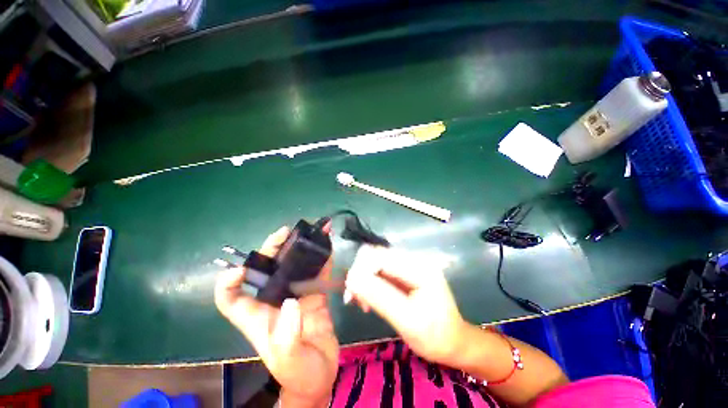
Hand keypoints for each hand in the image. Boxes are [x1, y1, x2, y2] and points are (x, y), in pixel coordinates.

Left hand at [215, 226, 338, 406]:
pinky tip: (328, 243)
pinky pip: (317, 271)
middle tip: (287, 232)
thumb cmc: (298, 373)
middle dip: (272, 249)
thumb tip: (292, 302)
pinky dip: (323, 257)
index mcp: (258, 318)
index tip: (241, 268)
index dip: (229, 283)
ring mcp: (296, 294)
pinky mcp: (315, 293)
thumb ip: (287, 336)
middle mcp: (274, 300)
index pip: (231, 299)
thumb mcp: (287, 362)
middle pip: (266, 270)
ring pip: (294, 265)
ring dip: (302, 247)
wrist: (322, 375)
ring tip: (312, 230)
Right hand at [344, 245, 466, 364]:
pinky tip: (368, 299)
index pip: (380, 256)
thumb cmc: (434, 336)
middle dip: (361, 275)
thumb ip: (379, 297)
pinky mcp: (404, 273)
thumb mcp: (407, 320)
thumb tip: (352, 278)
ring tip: (360, 302)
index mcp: (418, 267)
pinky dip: (370, 283)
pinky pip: (381, 271)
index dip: (361, 269)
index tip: (351, 293)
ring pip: (376, 263)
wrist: (453, 343)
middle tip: (353, 299)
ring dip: (364, 280)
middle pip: (376, 256)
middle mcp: (413, 259)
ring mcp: (409, 265)